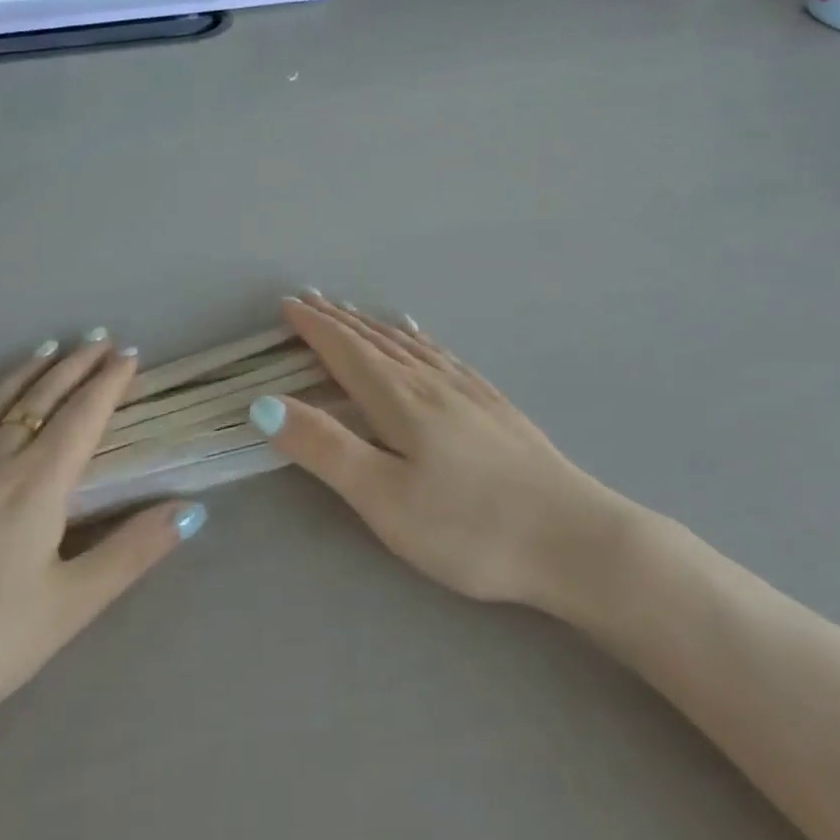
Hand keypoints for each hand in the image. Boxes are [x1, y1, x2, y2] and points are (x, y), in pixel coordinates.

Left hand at [0, 337, 204, 764]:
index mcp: (35, 486)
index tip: (130, 354)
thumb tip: (191, 508)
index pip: (82, 417)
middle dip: (74, 366)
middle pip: (40, 400)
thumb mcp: (66, 610)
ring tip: (49, 350)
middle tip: (99, 338)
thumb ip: (131, 554)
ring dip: (26, 373)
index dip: (109, 383)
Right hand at [253, 294, 626, 612]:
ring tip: (355, 313)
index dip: (314, 327)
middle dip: (339, 321)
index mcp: (400, 399)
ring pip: (411, 345)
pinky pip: (443, 356)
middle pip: (377, 341)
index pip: (346, 351)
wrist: (574, 538)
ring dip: (375, 327)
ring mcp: (469, 391)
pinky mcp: (495, 406)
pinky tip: (424, 342)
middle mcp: (432, 382)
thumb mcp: (383, 497)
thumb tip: (265, 403)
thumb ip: (324, 448)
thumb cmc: (469, 526)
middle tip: (311, 301)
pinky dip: (419, 340)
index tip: (288, 305)